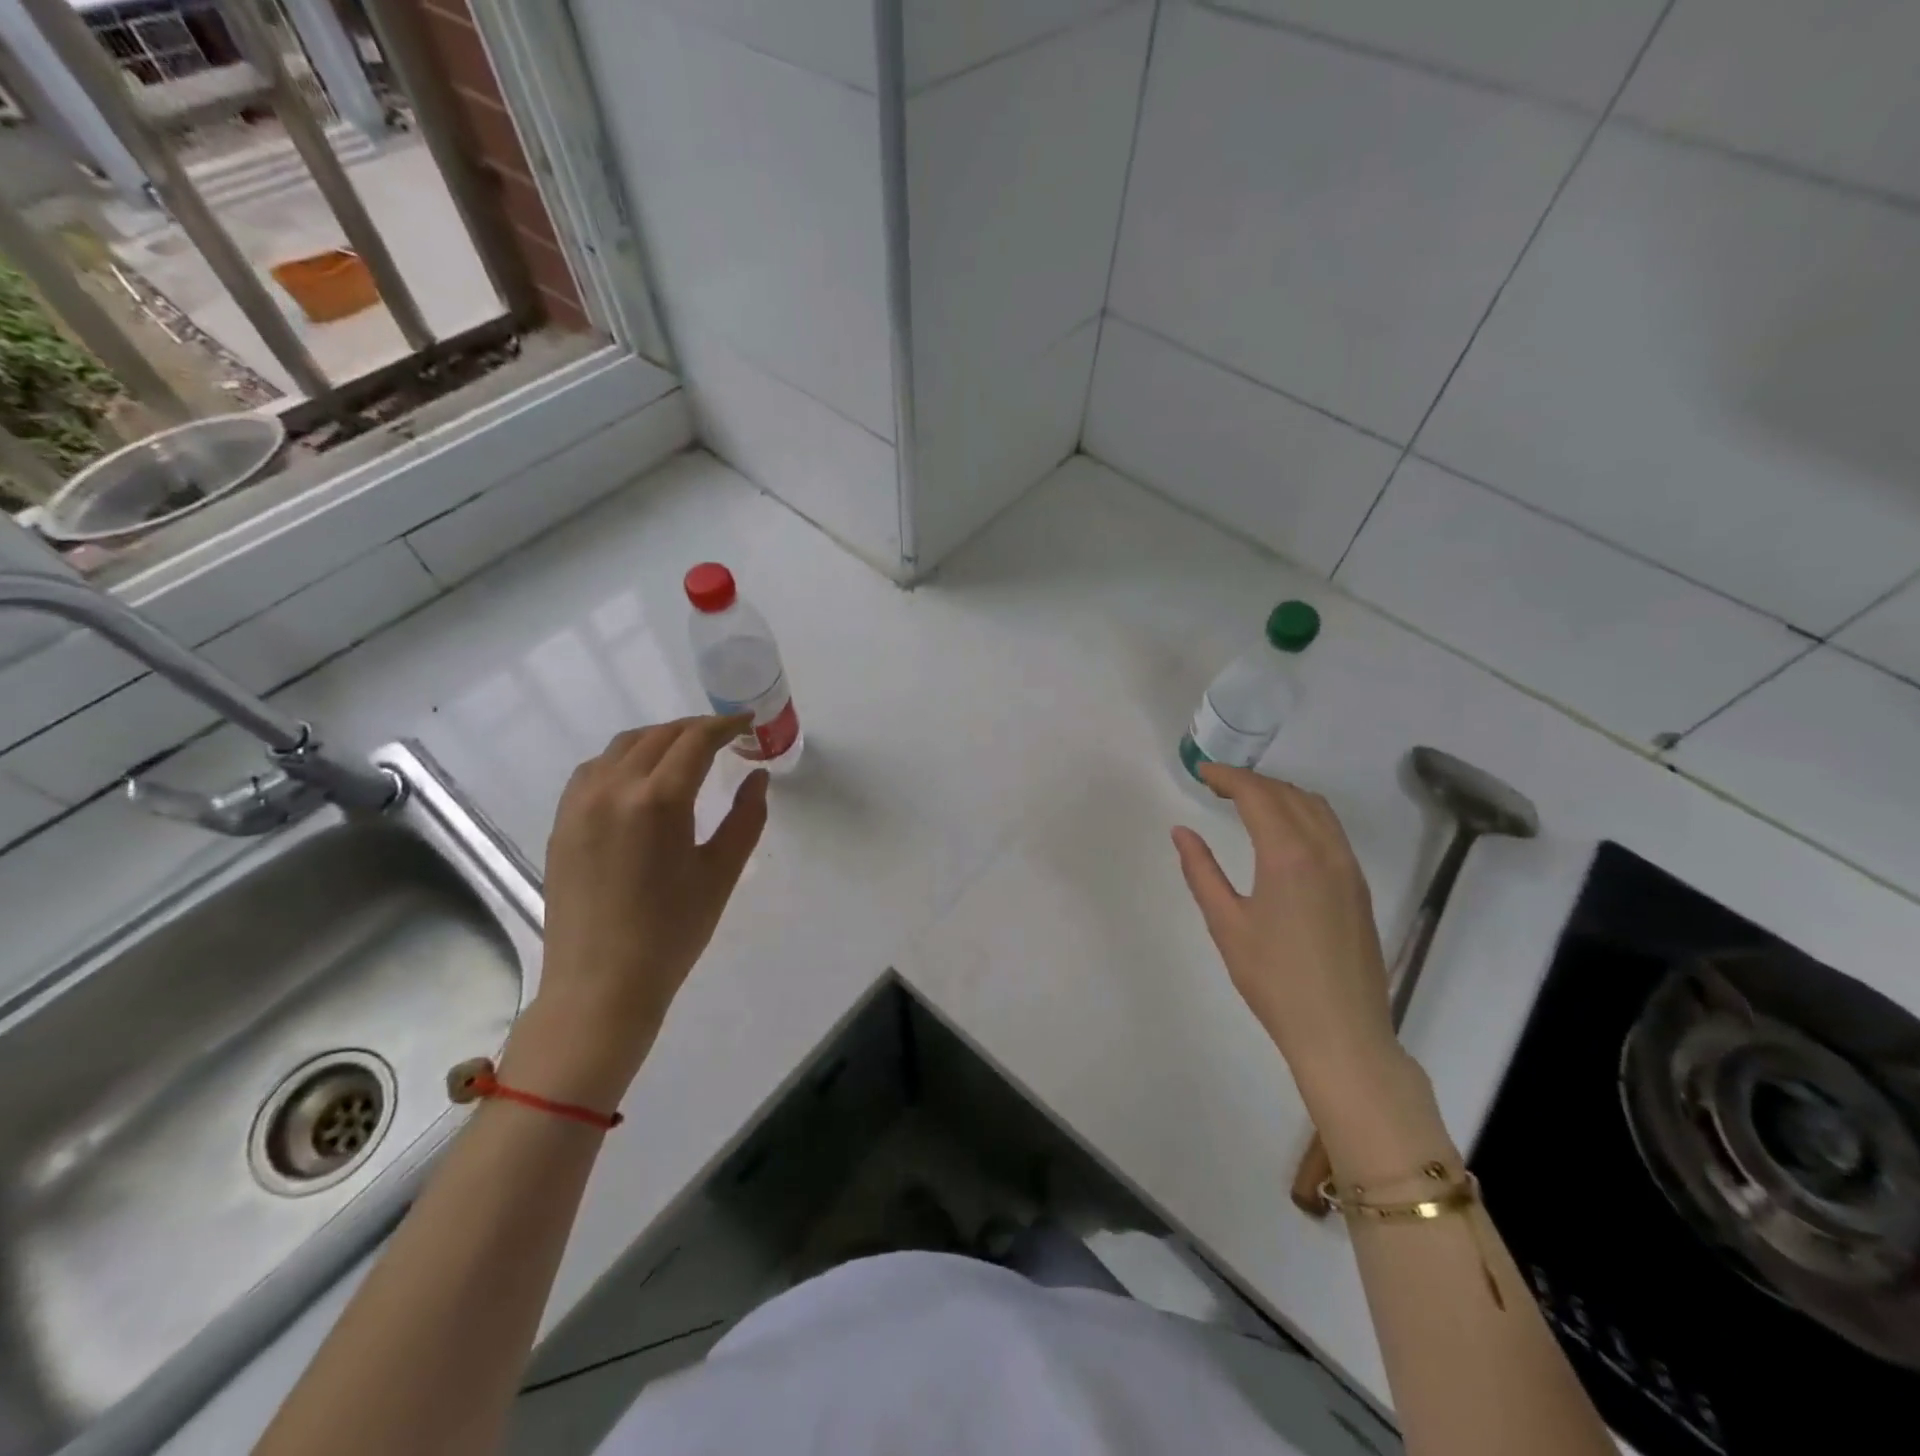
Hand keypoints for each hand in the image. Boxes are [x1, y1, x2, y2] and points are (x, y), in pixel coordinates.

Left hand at [512, 715, 767, 1105]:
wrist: (600, 985)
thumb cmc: (672, 933)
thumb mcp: (721, 873)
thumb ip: (746, 818)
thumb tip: (757, 778)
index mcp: (658, 800)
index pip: (695, 741)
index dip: (725, 726)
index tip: (747, 723)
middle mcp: (613, 789)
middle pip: (658, 736)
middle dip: (695, 729)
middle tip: (725, 738)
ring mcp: (579, 804)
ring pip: (621, 747)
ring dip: (658, 739)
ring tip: (685, 753)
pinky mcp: (561, 823)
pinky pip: (593, 770)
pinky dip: (623, 759)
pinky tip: (639, 778)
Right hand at [1173, 765, 1401, 1106]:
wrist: (1342, 1033)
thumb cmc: (1274, 980)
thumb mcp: (1226, 924)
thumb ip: (1201, 870)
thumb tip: (1182, 831)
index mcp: (1289, 856)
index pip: (1258, 795)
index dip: (1228, 777)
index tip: (1202, 771)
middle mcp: (1326, 851)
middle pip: (1289, 795)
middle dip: (1252, 782)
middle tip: (1217, 786)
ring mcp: (1348, 868)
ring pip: (1316, 809)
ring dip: (1281, 794)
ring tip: (1248, 802)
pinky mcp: (1358, 887)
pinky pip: (1331, 830)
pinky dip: (1303, 814)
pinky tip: (1283, 834)